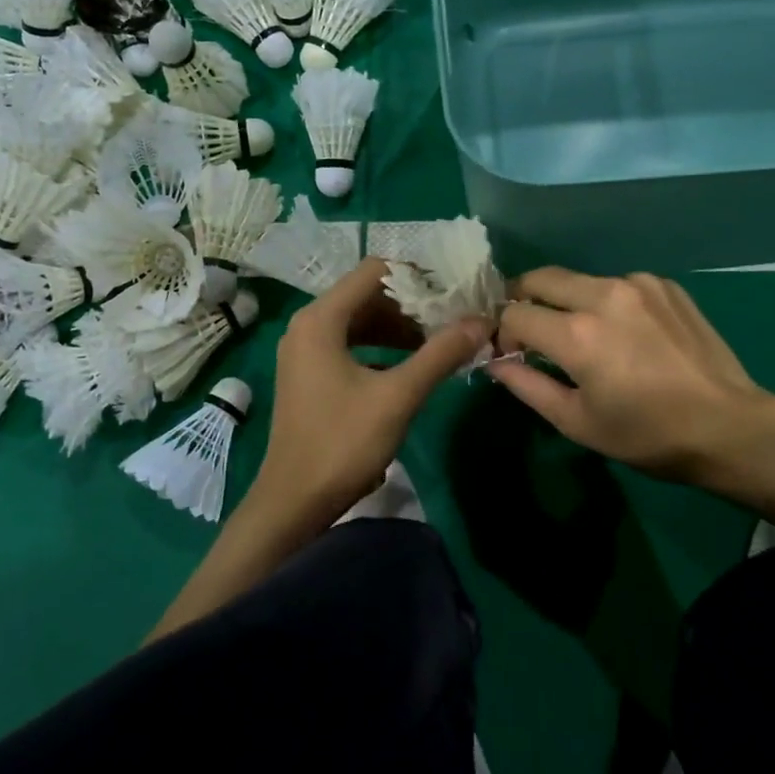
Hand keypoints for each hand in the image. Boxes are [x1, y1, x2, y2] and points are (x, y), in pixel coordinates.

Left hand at [248, 259, 489, 535]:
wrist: (294, 502)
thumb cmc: (342, 443)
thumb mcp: (398, 396)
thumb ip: (440, 354)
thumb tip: (481, 321)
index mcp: (321, 319)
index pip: (374, 271)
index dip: (416, 276)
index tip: (453, 292)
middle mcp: (307, 325)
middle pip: (366, 295)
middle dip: (411, 304)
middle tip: (453, 318)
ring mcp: (304, 350)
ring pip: (359, 321)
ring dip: (398, 327)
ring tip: (440, 341)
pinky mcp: (309, 374)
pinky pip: (350, 344)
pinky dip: (381, 347)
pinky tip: (411, 365)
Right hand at [489, 267, 774, 487]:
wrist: (728, 425)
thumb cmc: (647, 434)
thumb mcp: (577, 422)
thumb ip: (527, 386)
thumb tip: (495, 363)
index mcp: (577, 334)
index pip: (515, 314)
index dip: (504, 333)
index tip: (512, 353)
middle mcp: (603, 295)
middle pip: (541, 278)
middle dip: (524, 299)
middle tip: (530, 328)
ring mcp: (638, 284)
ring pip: (580, 280)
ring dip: (567, 301)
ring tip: (583, 335)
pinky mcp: (665, 285)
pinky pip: (618, 284)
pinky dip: (606, 302)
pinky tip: (625, 332)